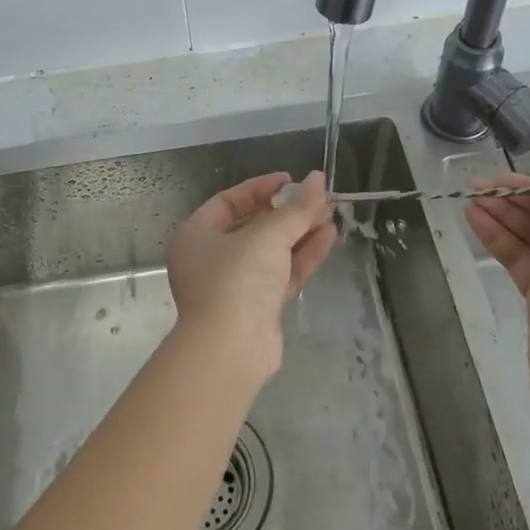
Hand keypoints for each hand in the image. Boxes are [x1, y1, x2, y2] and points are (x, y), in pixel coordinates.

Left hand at [166, 171, 336, 379]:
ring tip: (331, 214)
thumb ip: (296, 208)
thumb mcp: (267, 236)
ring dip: (300, 232)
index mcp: (197, 235)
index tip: (291, 180)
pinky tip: (328, 237)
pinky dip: (303, 256)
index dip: (261, 188)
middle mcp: (212, 258)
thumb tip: (319, 179)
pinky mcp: (259, 307)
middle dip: (287, 212)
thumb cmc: (236, 280)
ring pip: (272, 251)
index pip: (229, 201)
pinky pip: (282, 273)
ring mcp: (236, 285)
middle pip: (253, 225)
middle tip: (318, 198)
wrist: (231, 350)